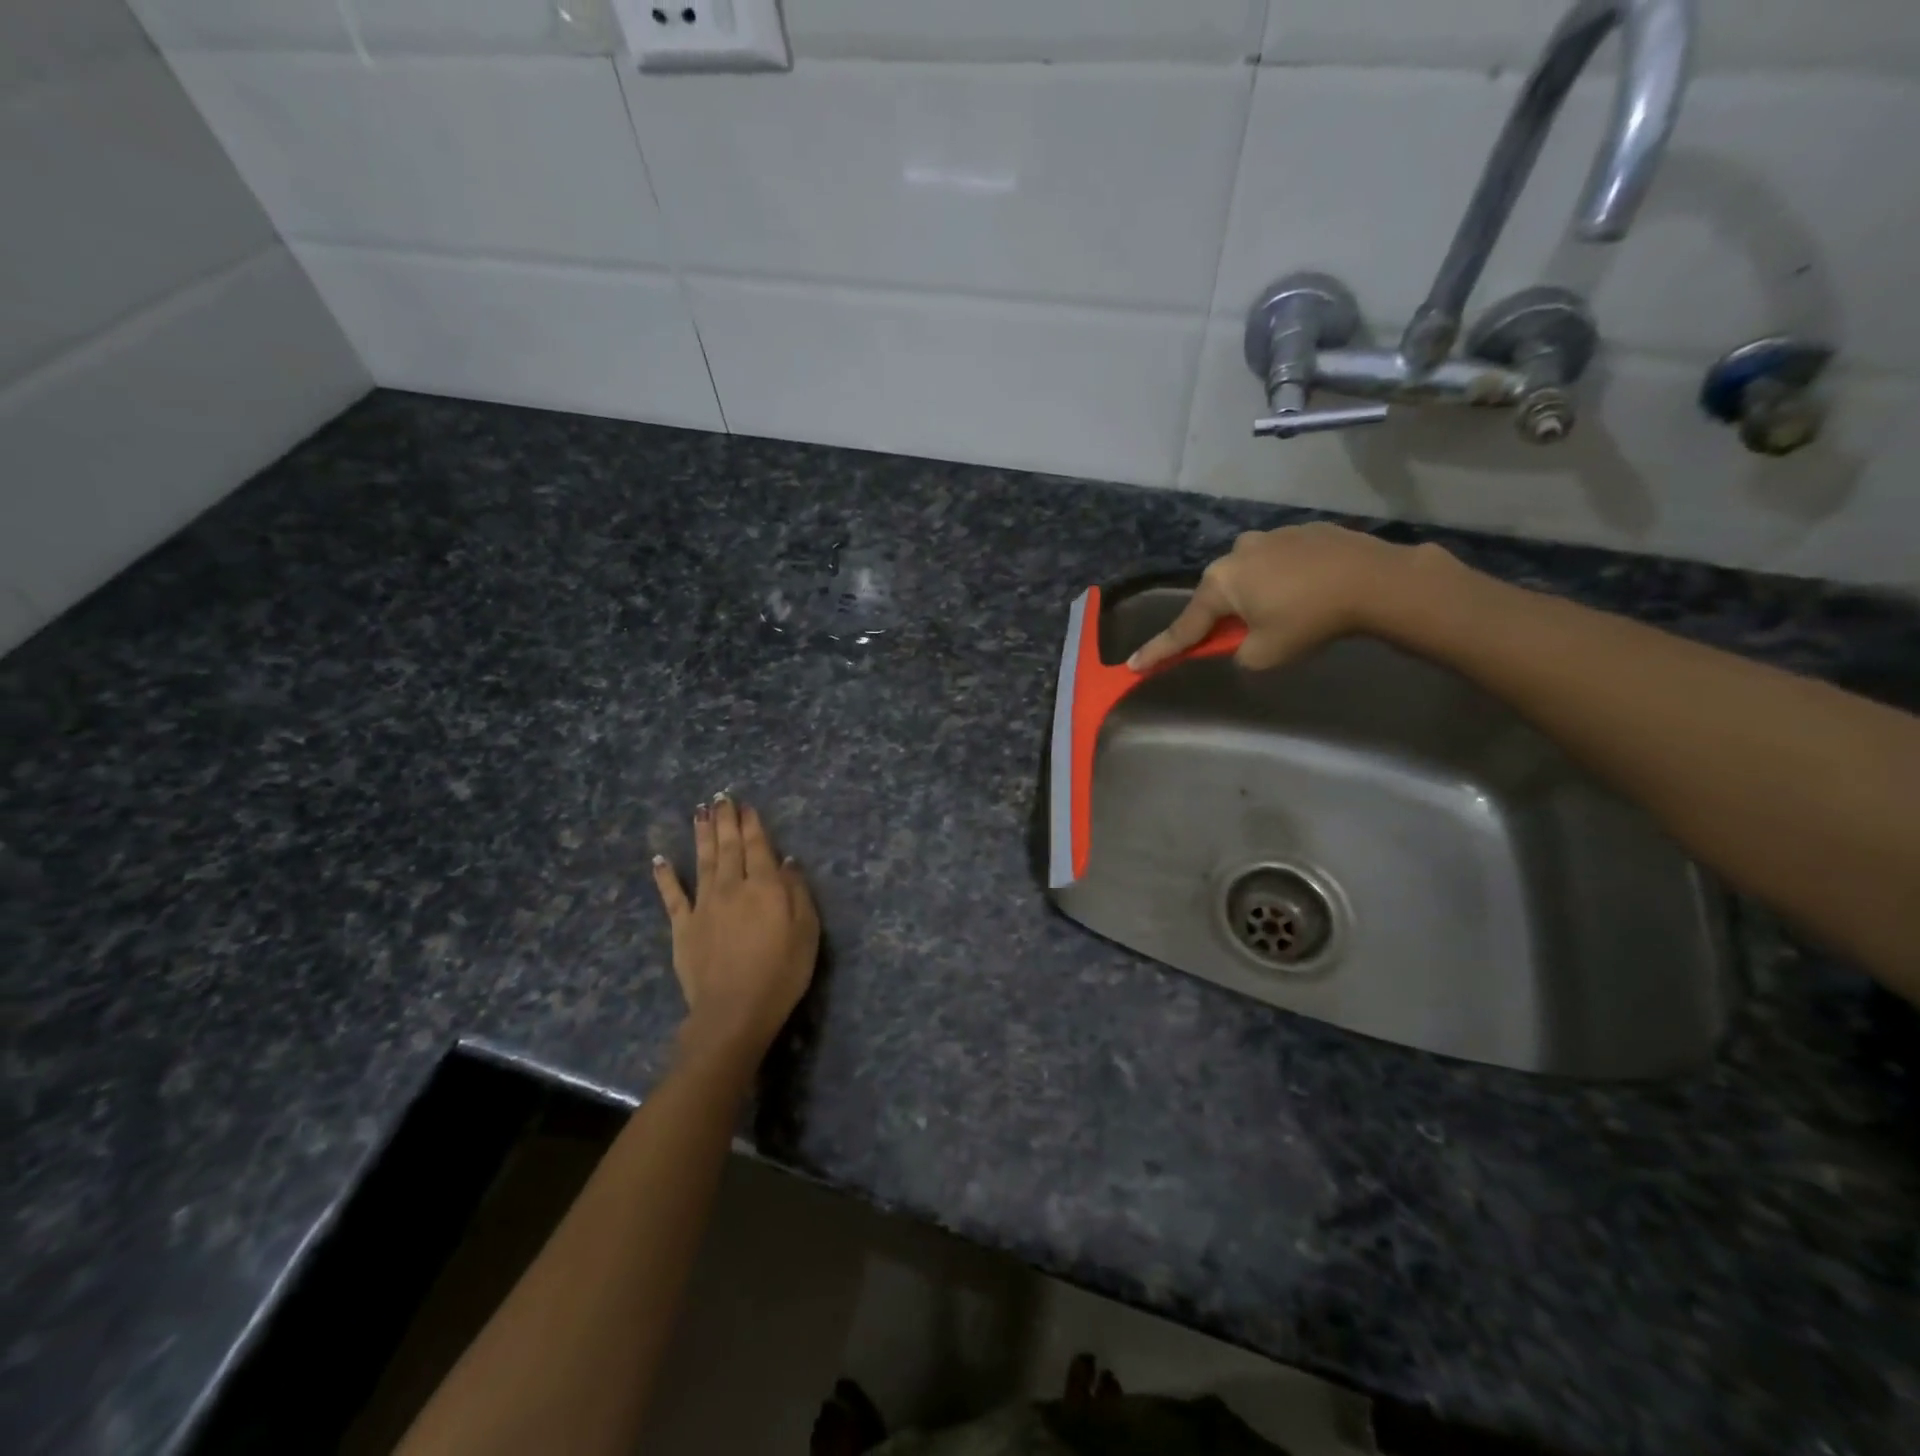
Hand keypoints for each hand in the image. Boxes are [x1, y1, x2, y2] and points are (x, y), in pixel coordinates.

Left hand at [652, 794, 819, 1065]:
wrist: (734, 1011)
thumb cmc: (781, 972)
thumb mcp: (806, 932)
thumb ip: (797, 892)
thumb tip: (787, 861)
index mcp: (764, 887)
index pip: (758, 846)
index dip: (752, 823)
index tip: (745, 804)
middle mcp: (732, 887)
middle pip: (728, 847)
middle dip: (725, 820)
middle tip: (720, 796)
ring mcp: (703, 905)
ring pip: (702, 861)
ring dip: (701, 834)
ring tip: (699, 811)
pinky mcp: (682, 927)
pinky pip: (672, 896)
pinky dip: (665, 876)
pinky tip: (659, 858)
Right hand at [1128, 522, 1442, 673]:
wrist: (1374, 580)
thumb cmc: (1309, 620)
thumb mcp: (1265, 654)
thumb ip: (1238, 653)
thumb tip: (1241, 643)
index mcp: (1220, 583)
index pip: (1184, 627)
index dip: (1160, 651)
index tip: (1134, 665)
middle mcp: (1236, 552)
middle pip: (1218, 595)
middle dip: (1224, 616)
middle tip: (1243, 636)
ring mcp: (1270, 536)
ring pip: (1250, 574)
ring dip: (1257, 594)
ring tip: (1289, 611)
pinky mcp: (1302, 530)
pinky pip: (1280, 561)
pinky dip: (1285, 579)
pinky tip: (1311, 591)